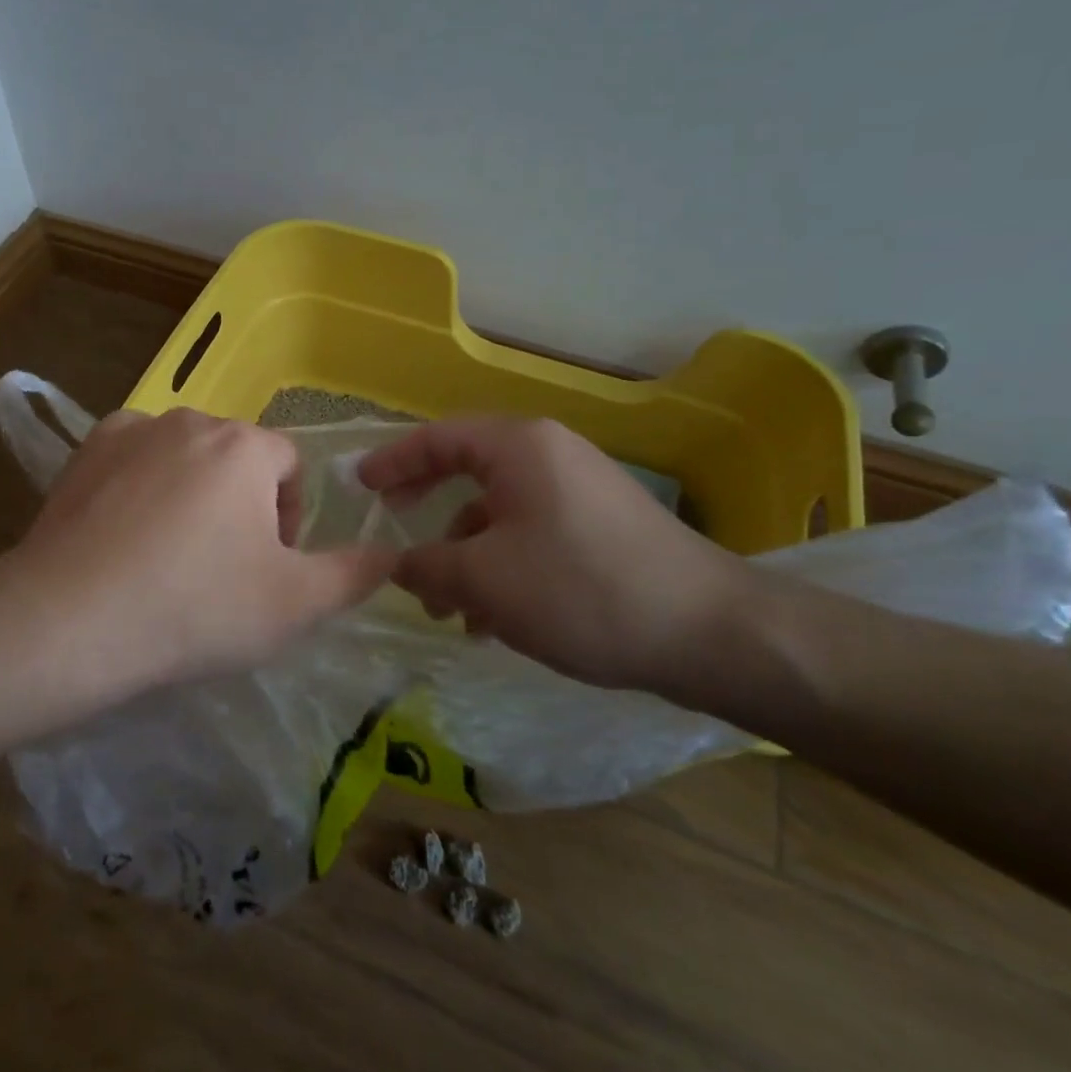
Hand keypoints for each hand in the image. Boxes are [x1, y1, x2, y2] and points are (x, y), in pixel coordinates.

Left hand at [12, 409, 394, 688]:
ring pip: (183, 455)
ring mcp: (131, 430)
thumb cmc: (197, 607)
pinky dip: (140, 486)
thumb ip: (354, 574)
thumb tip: (390, 552)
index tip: (269, 566)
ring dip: (191, 491)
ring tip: (170, 553)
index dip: (290, 516)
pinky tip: (125, 533)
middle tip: (222, 567)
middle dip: (241, 504)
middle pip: (236, 458)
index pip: (290, 466)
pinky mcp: (85, 451)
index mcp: (245, 447)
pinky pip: (133, 459)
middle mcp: (190, 420)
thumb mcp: (295, 604)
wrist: (72, 620)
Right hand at [356, 418, 754, 690]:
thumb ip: (426, 566)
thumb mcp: (486, 580)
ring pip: (499, 511)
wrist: (711, 633)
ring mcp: (579, 490)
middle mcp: (549, 455)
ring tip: (446, 608)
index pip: (437, 438)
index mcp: (519, 447)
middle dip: (426, 506)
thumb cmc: (582, 589)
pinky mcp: (600, 527)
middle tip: (393, 527)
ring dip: (464, 552)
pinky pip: (531, 533)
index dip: (392, 460)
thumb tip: (396, 563)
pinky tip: (493, 620)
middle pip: (467, 469)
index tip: (359, 485)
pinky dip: (501, 565)